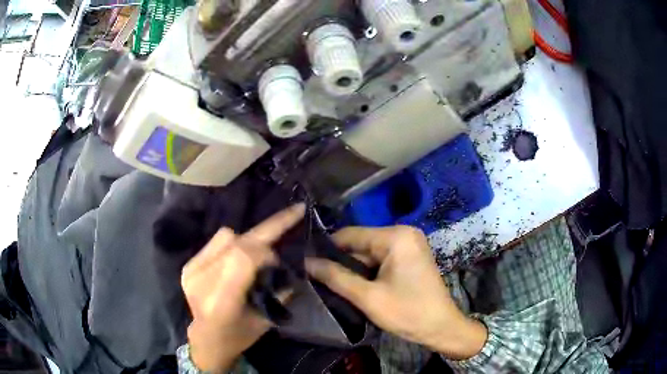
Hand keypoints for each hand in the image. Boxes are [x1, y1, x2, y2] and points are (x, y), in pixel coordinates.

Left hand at [181, 204, 305, 372]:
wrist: (206, 339)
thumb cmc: (238, 336)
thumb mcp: (265, 320)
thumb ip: (278, 290)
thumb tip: (292, 262)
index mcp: (221, 302)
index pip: (243, 258)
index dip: (267, 249)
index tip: (286, 249)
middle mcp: (201, 281)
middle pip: (236, 242)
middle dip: (267, 229)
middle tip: (292, 214)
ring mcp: (191, 270)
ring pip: (226, 236)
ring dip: (249, 238)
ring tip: (262, 249)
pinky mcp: (188, 265)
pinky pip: (216, 241)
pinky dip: (235, 242)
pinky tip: (243, 253)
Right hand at [306, 226, 486, 359]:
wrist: (441, 328)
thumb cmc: (408, 312)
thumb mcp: (368, 297)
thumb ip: (335, 277)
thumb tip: (306, 262)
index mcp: (396, 236)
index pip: (350, 234)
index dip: (326, 248)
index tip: (306, 262)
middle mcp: (403, 233)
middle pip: (360, 244)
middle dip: (341, 262)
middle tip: (316, 277)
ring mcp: (408, 245)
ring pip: (369, 253)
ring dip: (353, 269)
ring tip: (331, 283)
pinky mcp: (410, 257)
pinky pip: (381, 260)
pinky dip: (367, 272)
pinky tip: (354, 285)